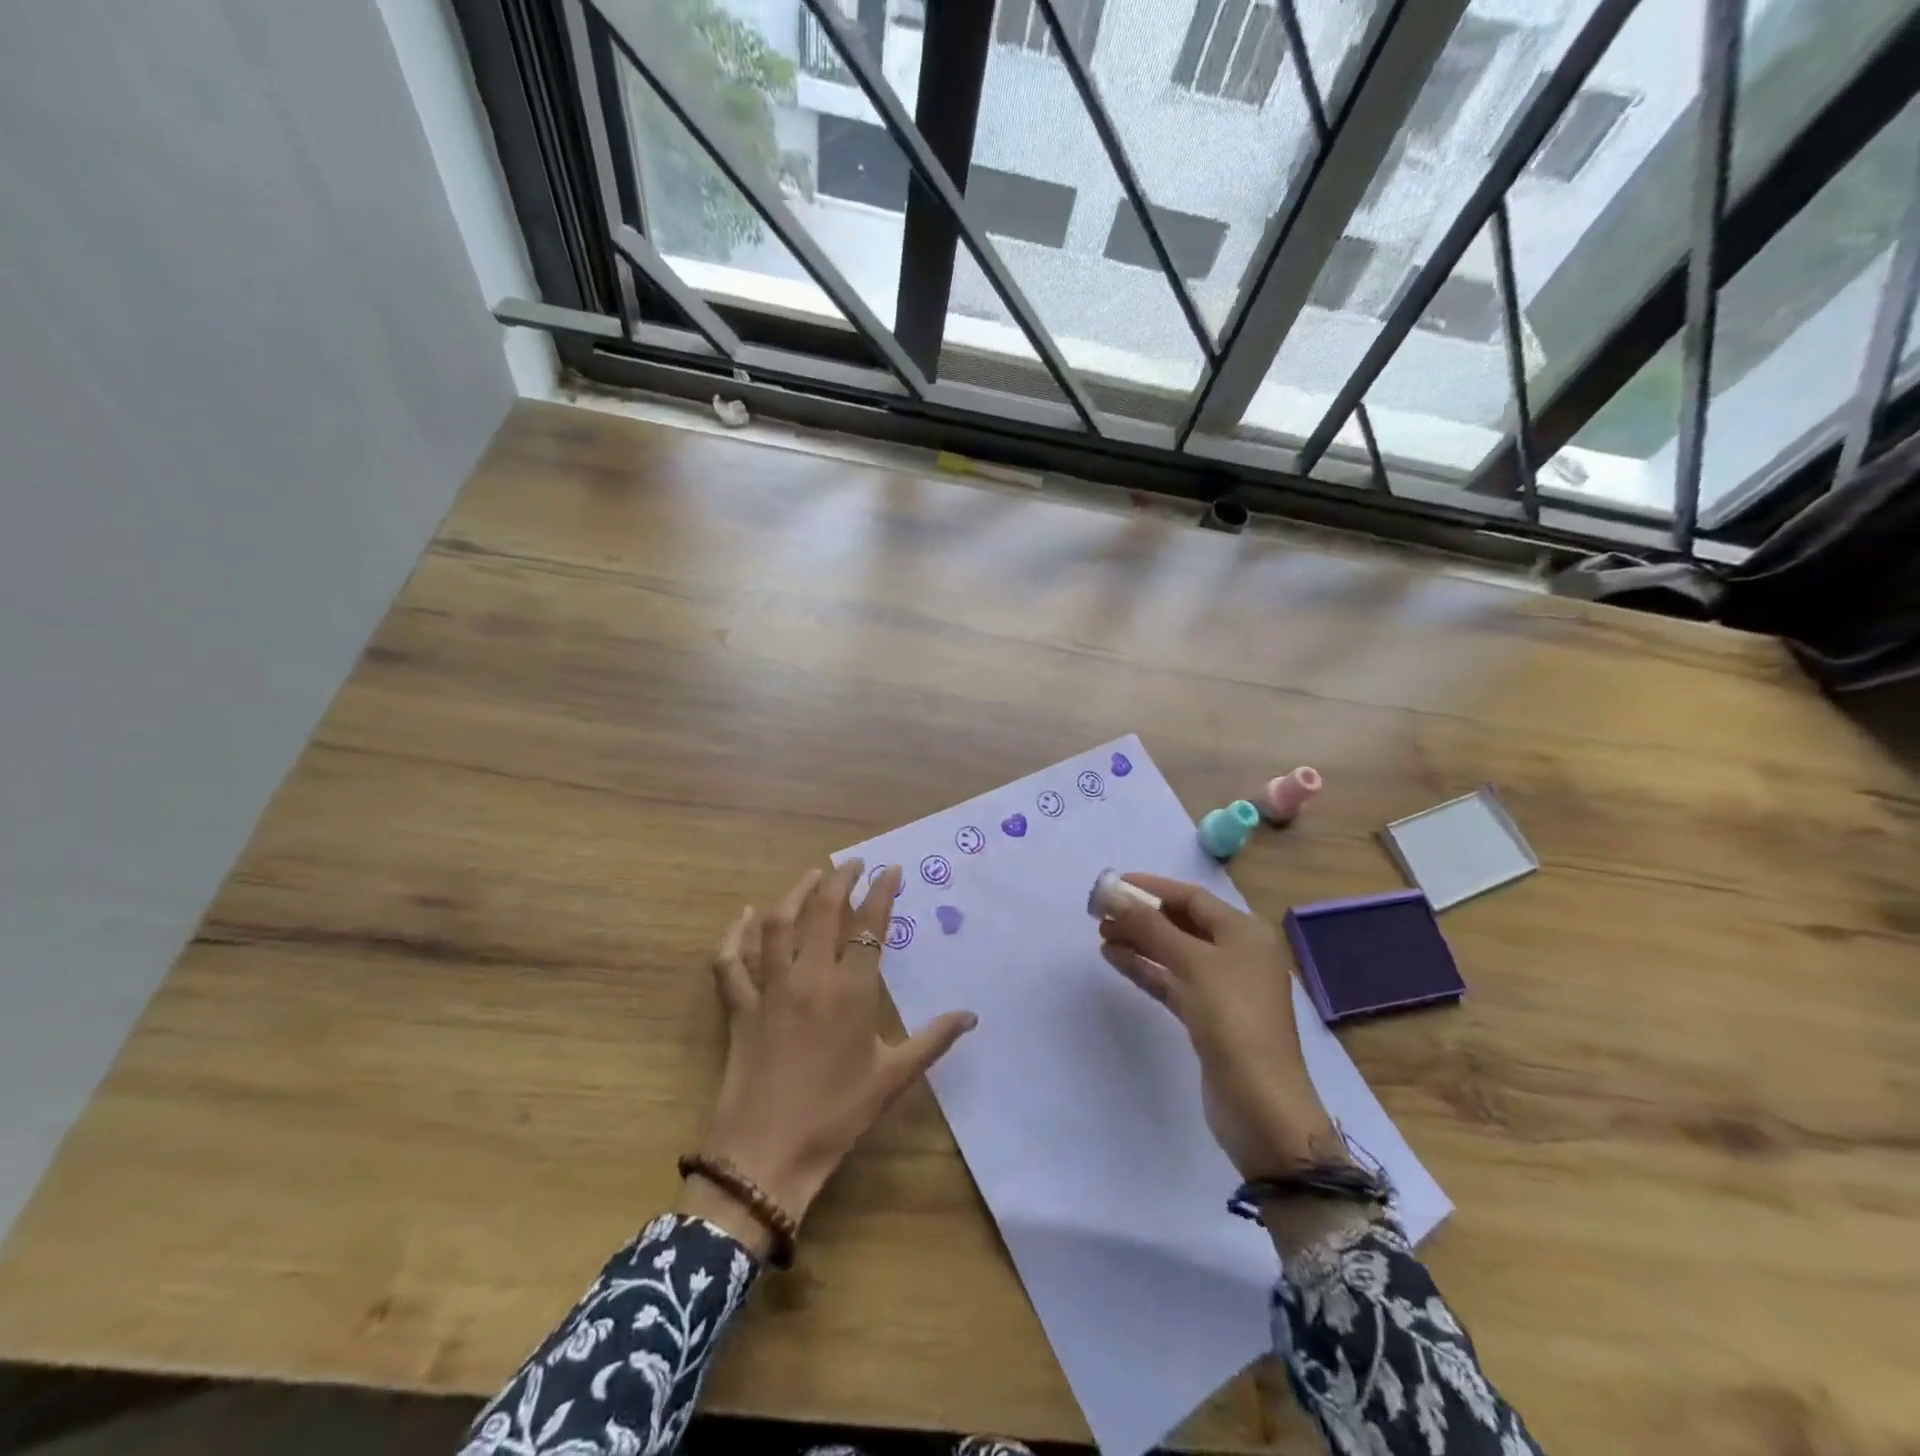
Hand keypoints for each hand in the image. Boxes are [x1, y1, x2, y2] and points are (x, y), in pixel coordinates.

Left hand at [686, 860, 976, 1247]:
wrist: (766, 1154)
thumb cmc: (836, 1115)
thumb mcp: (892, 1078)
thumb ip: (933, 1040)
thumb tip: (971, 1016)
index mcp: (850, 992)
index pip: (869, 927)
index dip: (881, 893)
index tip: (891, 870)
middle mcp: (809, 978)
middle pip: (822, 912)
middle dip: (839, 880)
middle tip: (854, 864)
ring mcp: (769, 989)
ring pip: (778, 925)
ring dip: (794, 893)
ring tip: (811, 875)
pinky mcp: (739, 1006)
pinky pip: (731, 961)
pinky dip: (735, 934)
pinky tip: (745, 916)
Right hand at [1098, 875, 1343, 1177]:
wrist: (1260, 1103)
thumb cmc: (1233, 1019)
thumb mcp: (1192, 964)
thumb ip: (1150, 926)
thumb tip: (1113, 893)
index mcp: (1244, 932)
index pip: (1191, 897)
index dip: (1151, 887)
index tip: (1113, 885)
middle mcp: (1237, 953)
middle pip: (1181, 923)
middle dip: (1141, 915)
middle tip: (1100, 913)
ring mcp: (1223, 987)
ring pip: (1173, 952)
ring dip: (1138, 941)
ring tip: (1101, 934)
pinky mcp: (1208, 1016)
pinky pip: (1171, 980)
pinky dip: (1145, 968)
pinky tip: (1114, 959)